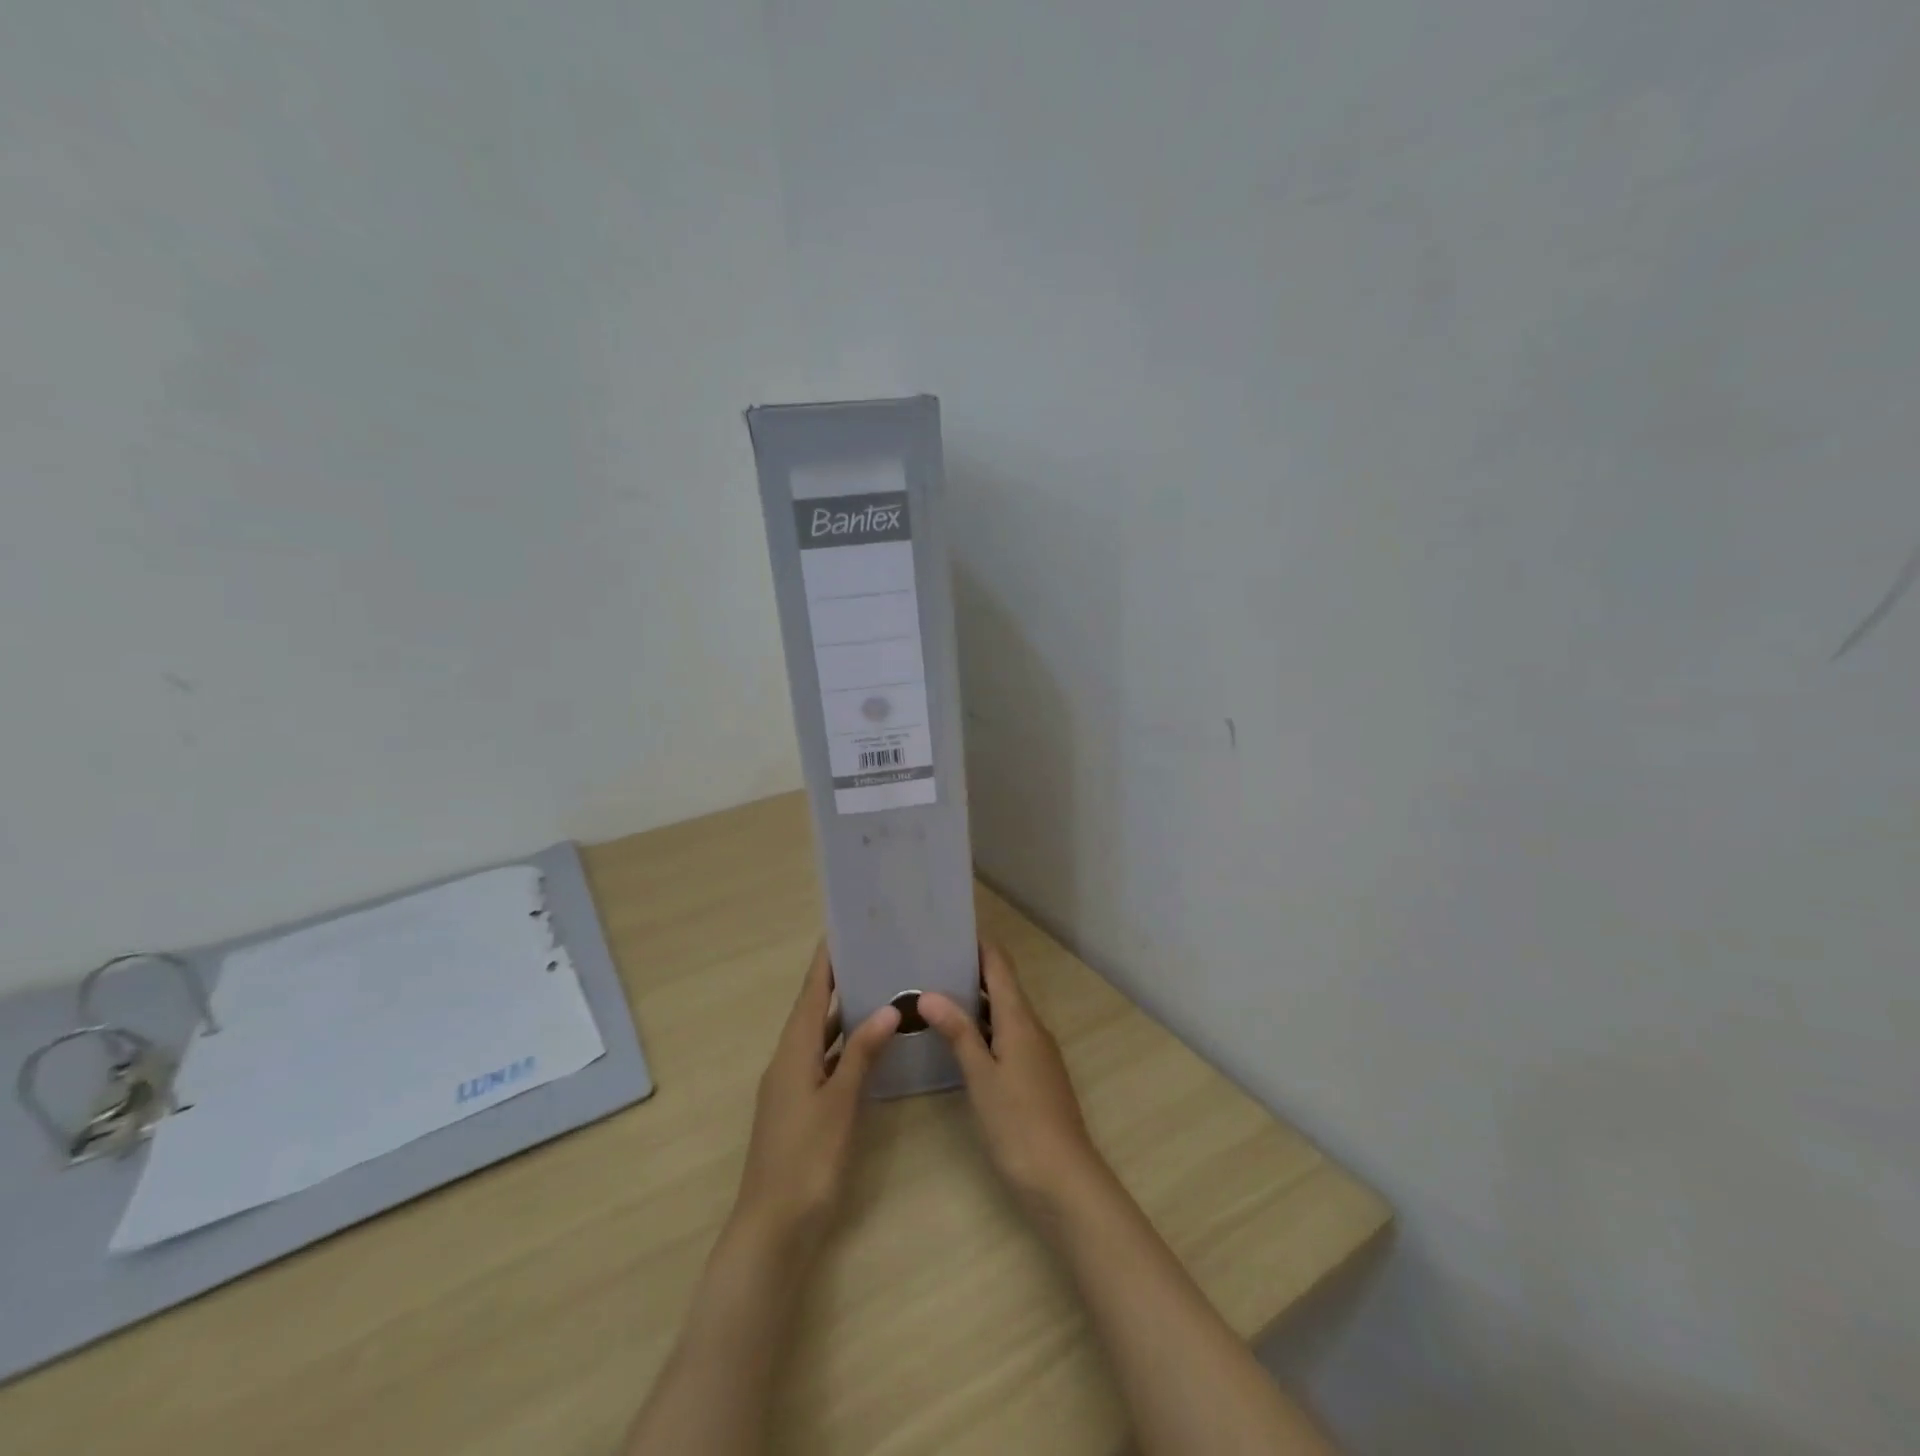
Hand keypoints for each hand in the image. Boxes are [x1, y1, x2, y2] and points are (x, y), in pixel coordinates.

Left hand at [731, 943, 900, 1253]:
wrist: (773, 1227)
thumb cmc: (808, 1159)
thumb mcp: (840, 1102)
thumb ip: (863, 1053)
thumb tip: (888, 1008)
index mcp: (794, 1051)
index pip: (812, 993)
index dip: (825, 962)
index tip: (842, 930)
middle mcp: (789, 1060)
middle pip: (814, 1010)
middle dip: (838, 981)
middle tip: (872, 955)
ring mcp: (792, 1085)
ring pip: (820, 1037)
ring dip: (843, 1014)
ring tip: (877, 989)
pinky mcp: (800, 1107)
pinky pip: (824, 1061)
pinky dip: (844, 1046)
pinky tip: (869, 1047)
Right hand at [920, 943, 1108, 1219]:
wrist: (1064, 1180)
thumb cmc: (1019, 1124)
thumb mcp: (982, 1077)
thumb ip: (958, 1033)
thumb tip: (929, 993)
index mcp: (1020, 1020)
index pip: (1000, 966)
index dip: (980, 944)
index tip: (951, 928)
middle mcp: (1032, 1028)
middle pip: (1003, 986)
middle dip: (971, 970)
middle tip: (931, 960)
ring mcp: (1036, 1053)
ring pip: (1004, 1013)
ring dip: (976, 1000)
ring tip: (936, 993)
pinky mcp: (1034, 1075)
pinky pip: (1007, 1036)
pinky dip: (983, 1028)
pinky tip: (959, 1040)